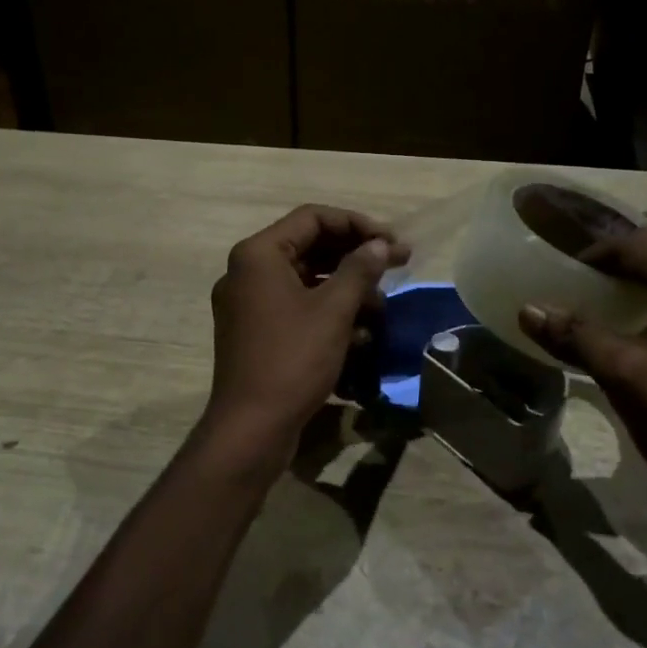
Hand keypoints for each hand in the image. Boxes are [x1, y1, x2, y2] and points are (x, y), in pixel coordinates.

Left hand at [199, 205, 408, 479]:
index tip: (392, 243)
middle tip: (398, 264)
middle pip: (310, 247)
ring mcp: (249, 304)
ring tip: (381, 308)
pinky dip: (328, 314)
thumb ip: (360, 269)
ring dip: (347, 289)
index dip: (357, 225)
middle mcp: (248, 271)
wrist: (251, 429)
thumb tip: (380, 245)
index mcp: (258, 254)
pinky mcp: (257, 332)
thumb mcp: (333, 311)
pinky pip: (298, 307)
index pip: (313, 218)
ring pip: (307, 280)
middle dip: (356, 258)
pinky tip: (360, 336)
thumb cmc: (292, 359)